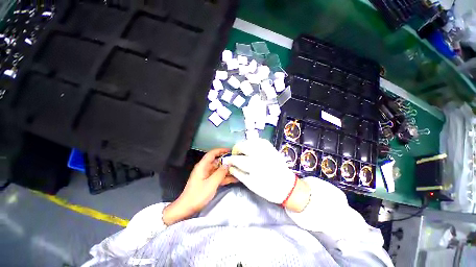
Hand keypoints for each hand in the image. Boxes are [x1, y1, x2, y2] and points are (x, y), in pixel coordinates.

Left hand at [163, 148, 236, 224]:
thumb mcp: (211, 183)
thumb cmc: (198, 195)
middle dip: (227, 161)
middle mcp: (205, 168)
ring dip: (227, 170)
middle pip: (217, 161)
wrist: (187, 208)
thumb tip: (228, 165)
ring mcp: (207, 175)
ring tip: (238, 170)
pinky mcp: (209, 182)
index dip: (221, 150)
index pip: (212, 154)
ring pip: (219, 169)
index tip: (230, 151)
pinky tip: (234, 179)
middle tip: (237, 161)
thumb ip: (220, 173)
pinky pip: (218, 176)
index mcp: (203, 166)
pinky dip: (225, 177)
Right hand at [227, 138, 309, 210]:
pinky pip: (260, 140)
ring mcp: (266, 149)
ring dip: (244, 145)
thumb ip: (239, 174)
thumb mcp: (251, 184)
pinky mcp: (271, 148)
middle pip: (242, 146)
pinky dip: (253, 142)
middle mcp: (259, 154)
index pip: (237, 159)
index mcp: (253, 165)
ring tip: (243, 151)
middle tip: (235, 155)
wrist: (287, 187)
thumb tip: (230, 167)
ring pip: (250, 141)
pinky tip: (252, 146)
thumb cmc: (268, 189)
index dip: (230, 159)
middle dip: (236, 149)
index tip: (227, 160)